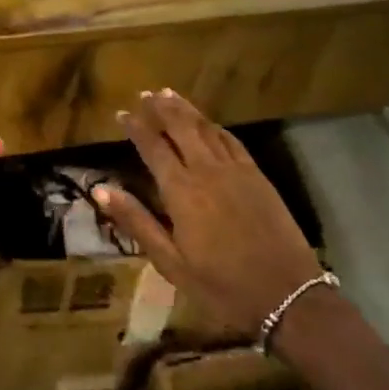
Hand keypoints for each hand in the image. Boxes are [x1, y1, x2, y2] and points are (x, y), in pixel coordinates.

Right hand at [95, 89, 325, 332]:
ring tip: (169, 94)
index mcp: (182, 191)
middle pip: (181, 128)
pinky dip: (215, 127)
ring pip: (207, 129)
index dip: (136, 127)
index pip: (153, 147)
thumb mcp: (170, 262)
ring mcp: (236, 171)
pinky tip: (209, 123)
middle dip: (161, 108)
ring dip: (187, 110)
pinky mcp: (258, 177)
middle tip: (145, 93)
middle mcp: (208, 171)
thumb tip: (100, 189)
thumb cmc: (221, 286)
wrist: (288, 296)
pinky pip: (232, 141)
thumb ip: (136, 221)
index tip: (121, 112)